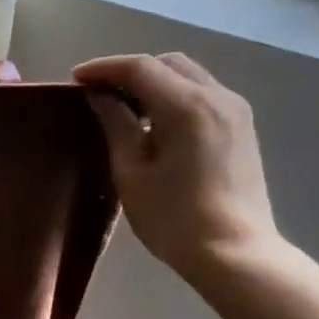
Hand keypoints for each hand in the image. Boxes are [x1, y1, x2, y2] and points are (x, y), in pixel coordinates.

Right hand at [73, 52, 282, 298]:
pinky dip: (176, 96)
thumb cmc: (174, 219)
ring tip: (126, 108)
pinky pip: (204, 95)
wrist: (234, 254)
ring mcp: (235, 110)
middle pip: (168, 64)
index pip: (140, 68)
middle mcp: (217, 96)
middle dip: (131, 71)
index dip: (104, 68)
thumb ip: (117, 125)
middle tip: (100, 93)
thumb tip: (101, 96)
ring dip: (155, 82)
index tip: (76, 79)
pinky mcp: (242, 128)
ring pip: (189, 76)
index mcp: (187, 105)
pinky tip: (157, 123)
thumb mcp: (132, 173)